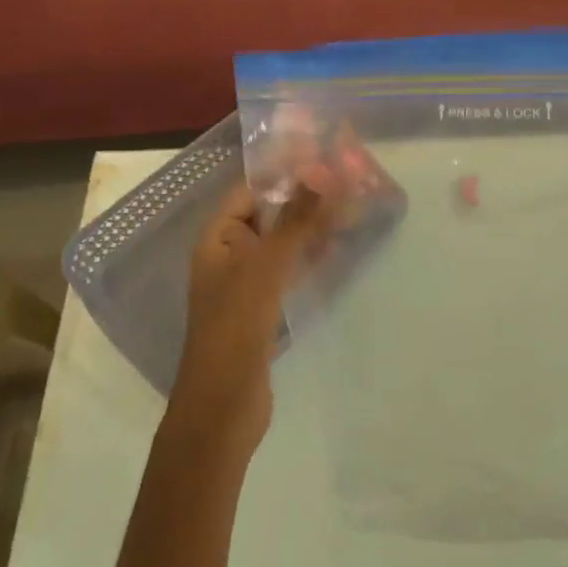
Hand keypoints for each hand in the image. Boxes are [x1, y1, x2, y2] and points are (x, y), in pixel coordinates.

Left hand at [172, 181, 332, 449]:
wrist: (223, 408)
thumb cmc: (236, 328)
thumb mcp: (266, 268)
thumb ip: (295, 221)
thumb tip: (322, 172)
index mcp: (216, 239)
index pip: (250, 191)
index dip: (284, 173)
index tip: (324, 159)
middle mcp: (228, 255)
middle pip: (268, 215)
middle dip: (304, 199)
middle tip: (348, 182)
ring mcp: (246, 284)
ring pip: (282, 244)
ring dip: (311, 227)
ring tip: (351, 210)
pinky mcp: (264, 310)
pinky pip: (288, 271)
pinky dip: (309, 257)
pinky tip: (337, 251)